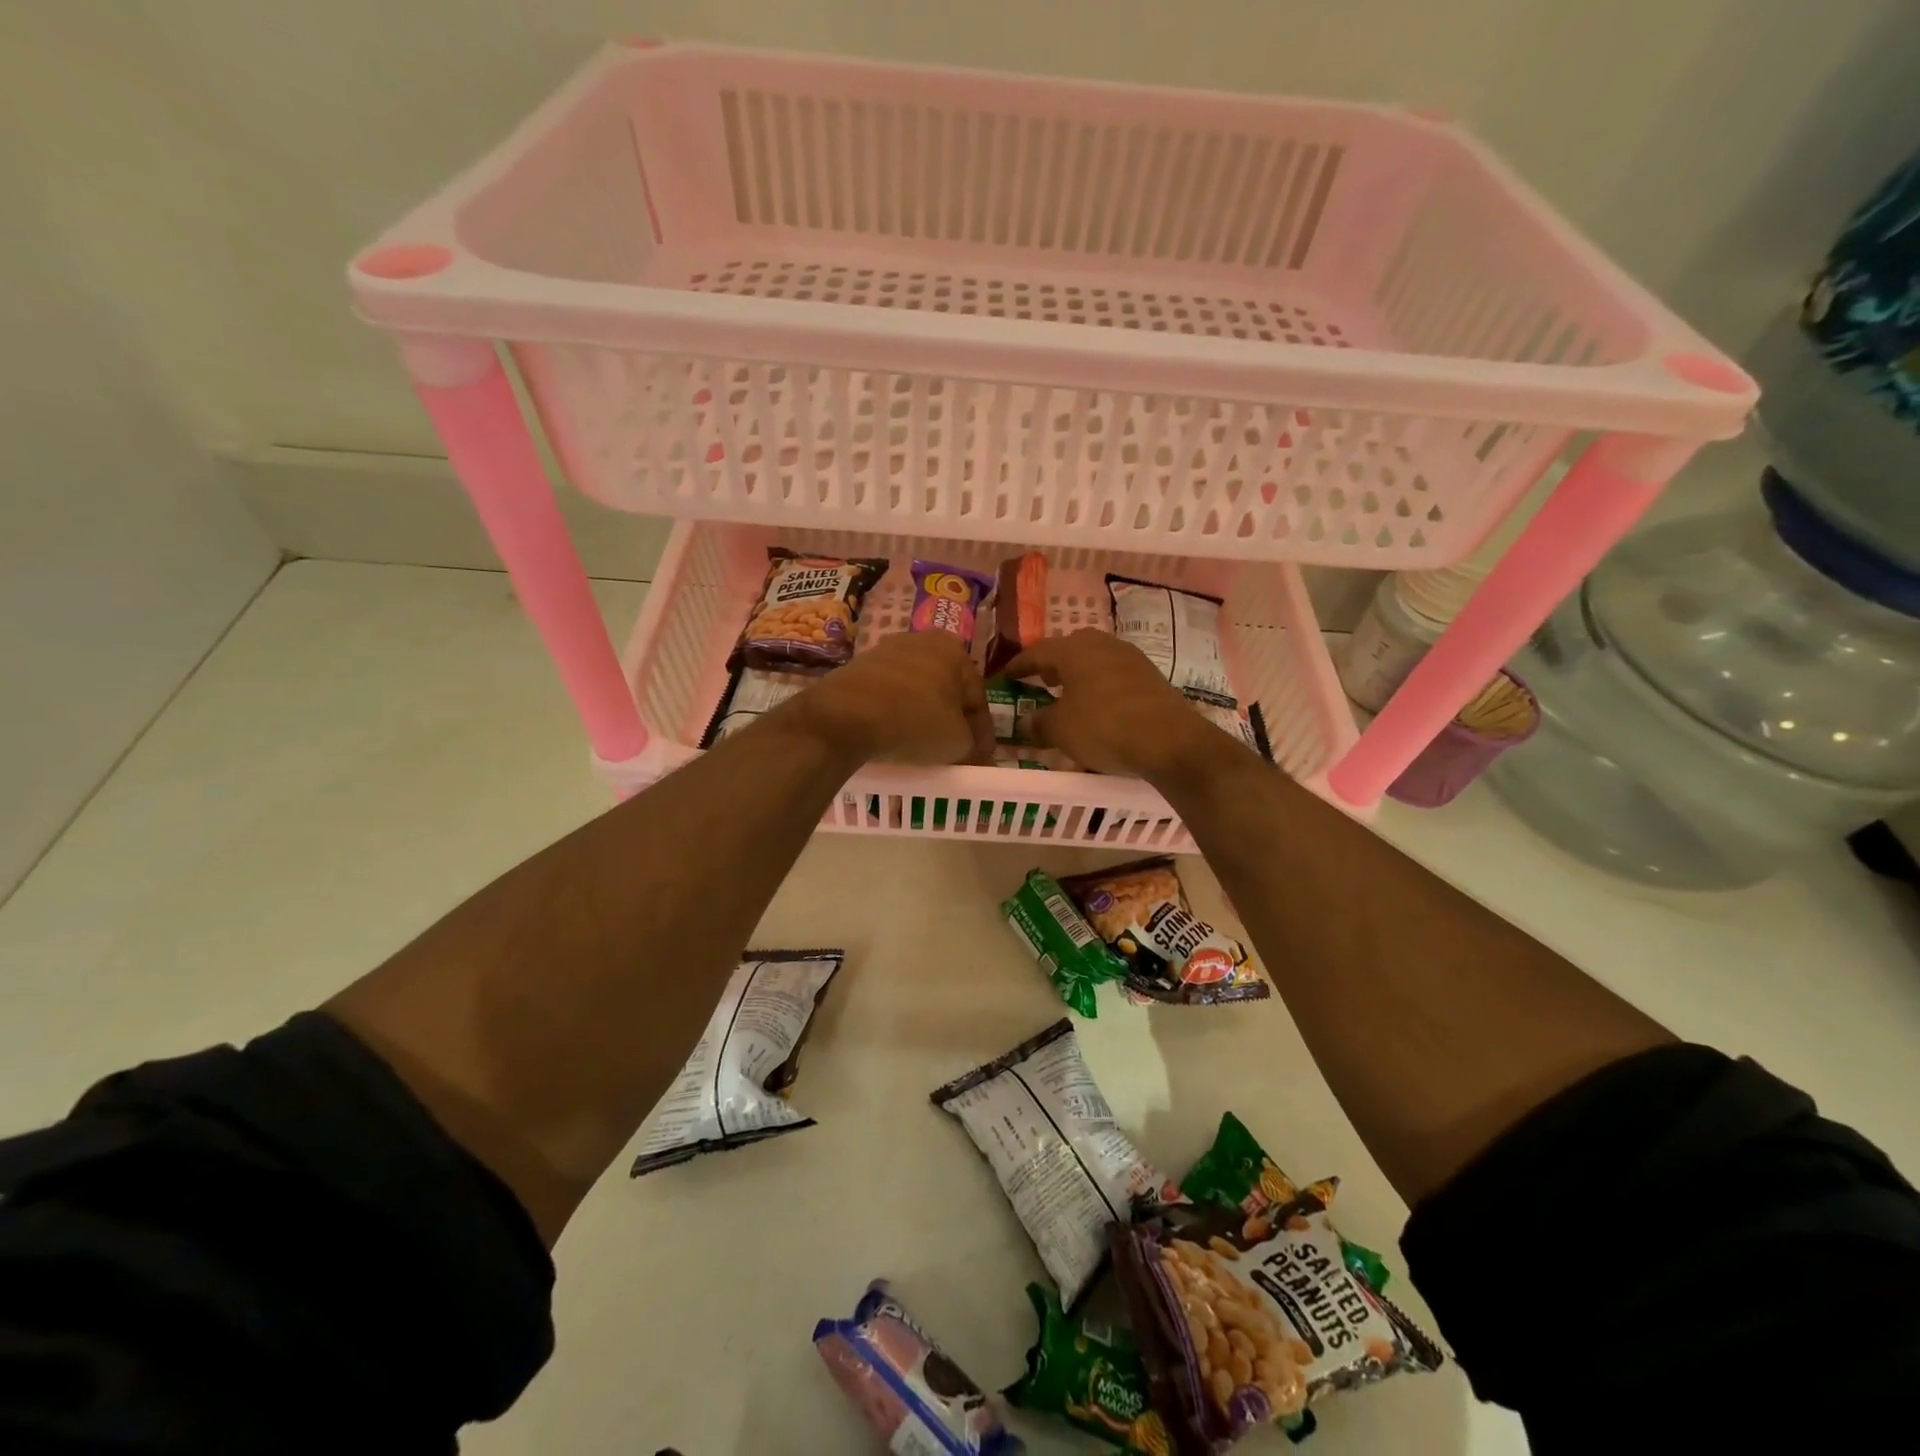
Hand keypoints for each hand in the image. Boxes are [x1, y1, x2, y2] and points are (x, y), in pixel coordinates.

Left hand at [782, 632, 994, 765]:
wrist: (846, 714)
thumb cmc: (915, 720)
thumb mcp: (957, 741)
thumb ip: (972, 745)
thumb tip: (970, 750)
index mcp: (954, 650)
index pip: (977, 697)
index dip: (982, 732)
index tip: (981, 758)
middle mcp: (922, 641)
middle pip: (946, 689)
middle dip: (952, 720)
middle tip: (955, 750)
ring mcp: (886, 651)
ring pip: (916, 690)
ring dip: (923, 716)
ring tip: (923, 747)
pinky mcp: (858, 667)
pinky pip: (888, 694)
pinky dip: (896, 713)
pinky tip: (894, 735)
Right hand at [1002, 630, 1221, 781]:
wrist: (1169, 740)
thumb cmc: (1103, 727)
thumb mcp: (1060, 729)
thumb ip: (1039, 722)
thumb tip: (1027, 719)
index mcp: (1073, 650)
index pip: (1036, 652)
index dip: (1018, 665)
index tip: (1005, 676)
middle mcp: (1102, 644)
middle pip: (1069, 649)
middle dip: (1052, 665)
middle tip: (1040, 681)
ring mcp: (1130, 658)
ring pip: (1094, 661)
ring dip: (1078, 675)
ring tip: (1068, 695)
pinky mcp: (1150, 676)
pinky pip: (1114, 676)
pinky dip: (1100, 687)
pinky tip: (1098, 707)